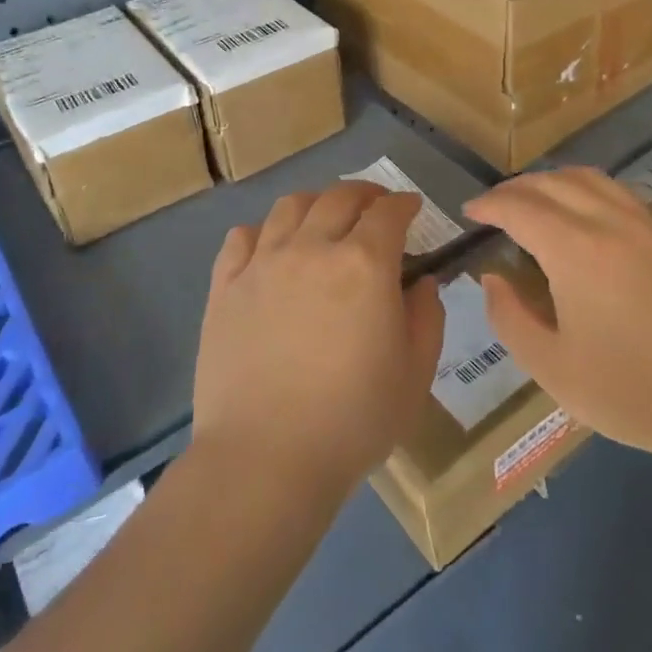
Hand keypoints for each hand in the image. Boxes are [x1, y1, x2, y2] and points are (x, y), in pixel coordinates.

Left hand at [192, 182, 445, 498]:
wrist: (266, 457)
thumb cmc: (353, 419)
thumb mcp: (415, 374)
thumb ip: (426, 318)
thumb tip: (422, 282)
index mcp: (364, 264)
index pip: (388, 213)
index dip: (404, 204)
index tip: (411, 208)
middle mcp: (312, 248)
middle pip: (339, 197)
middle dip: (365, 194)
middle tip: (375, 206)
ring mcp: (263, 264)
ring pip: (290, 207)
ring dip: (316, 202)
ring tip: (324, 217)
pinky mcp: (225, 286)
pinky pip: (241, 237)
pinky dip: (263, 231)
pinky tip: (271, 246)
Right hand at [462, 168, 651, 472]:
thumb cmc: (632, 393)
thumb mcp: (552, 368)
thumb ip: (510, 318)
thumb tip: (492, 279)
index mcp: (576, 250)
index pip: (520, 207)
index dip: (489, 204)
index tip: (469, 211)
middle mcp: (611, 223)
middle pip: (554, 183)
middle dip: (517, 188)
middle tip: (494, 206)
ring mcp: (649, 227)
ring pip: (591, 180)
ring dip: (554, 181)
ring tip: (534, 202)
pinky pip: (620, 195)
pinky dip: (588, 191)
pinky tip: (584, 219)